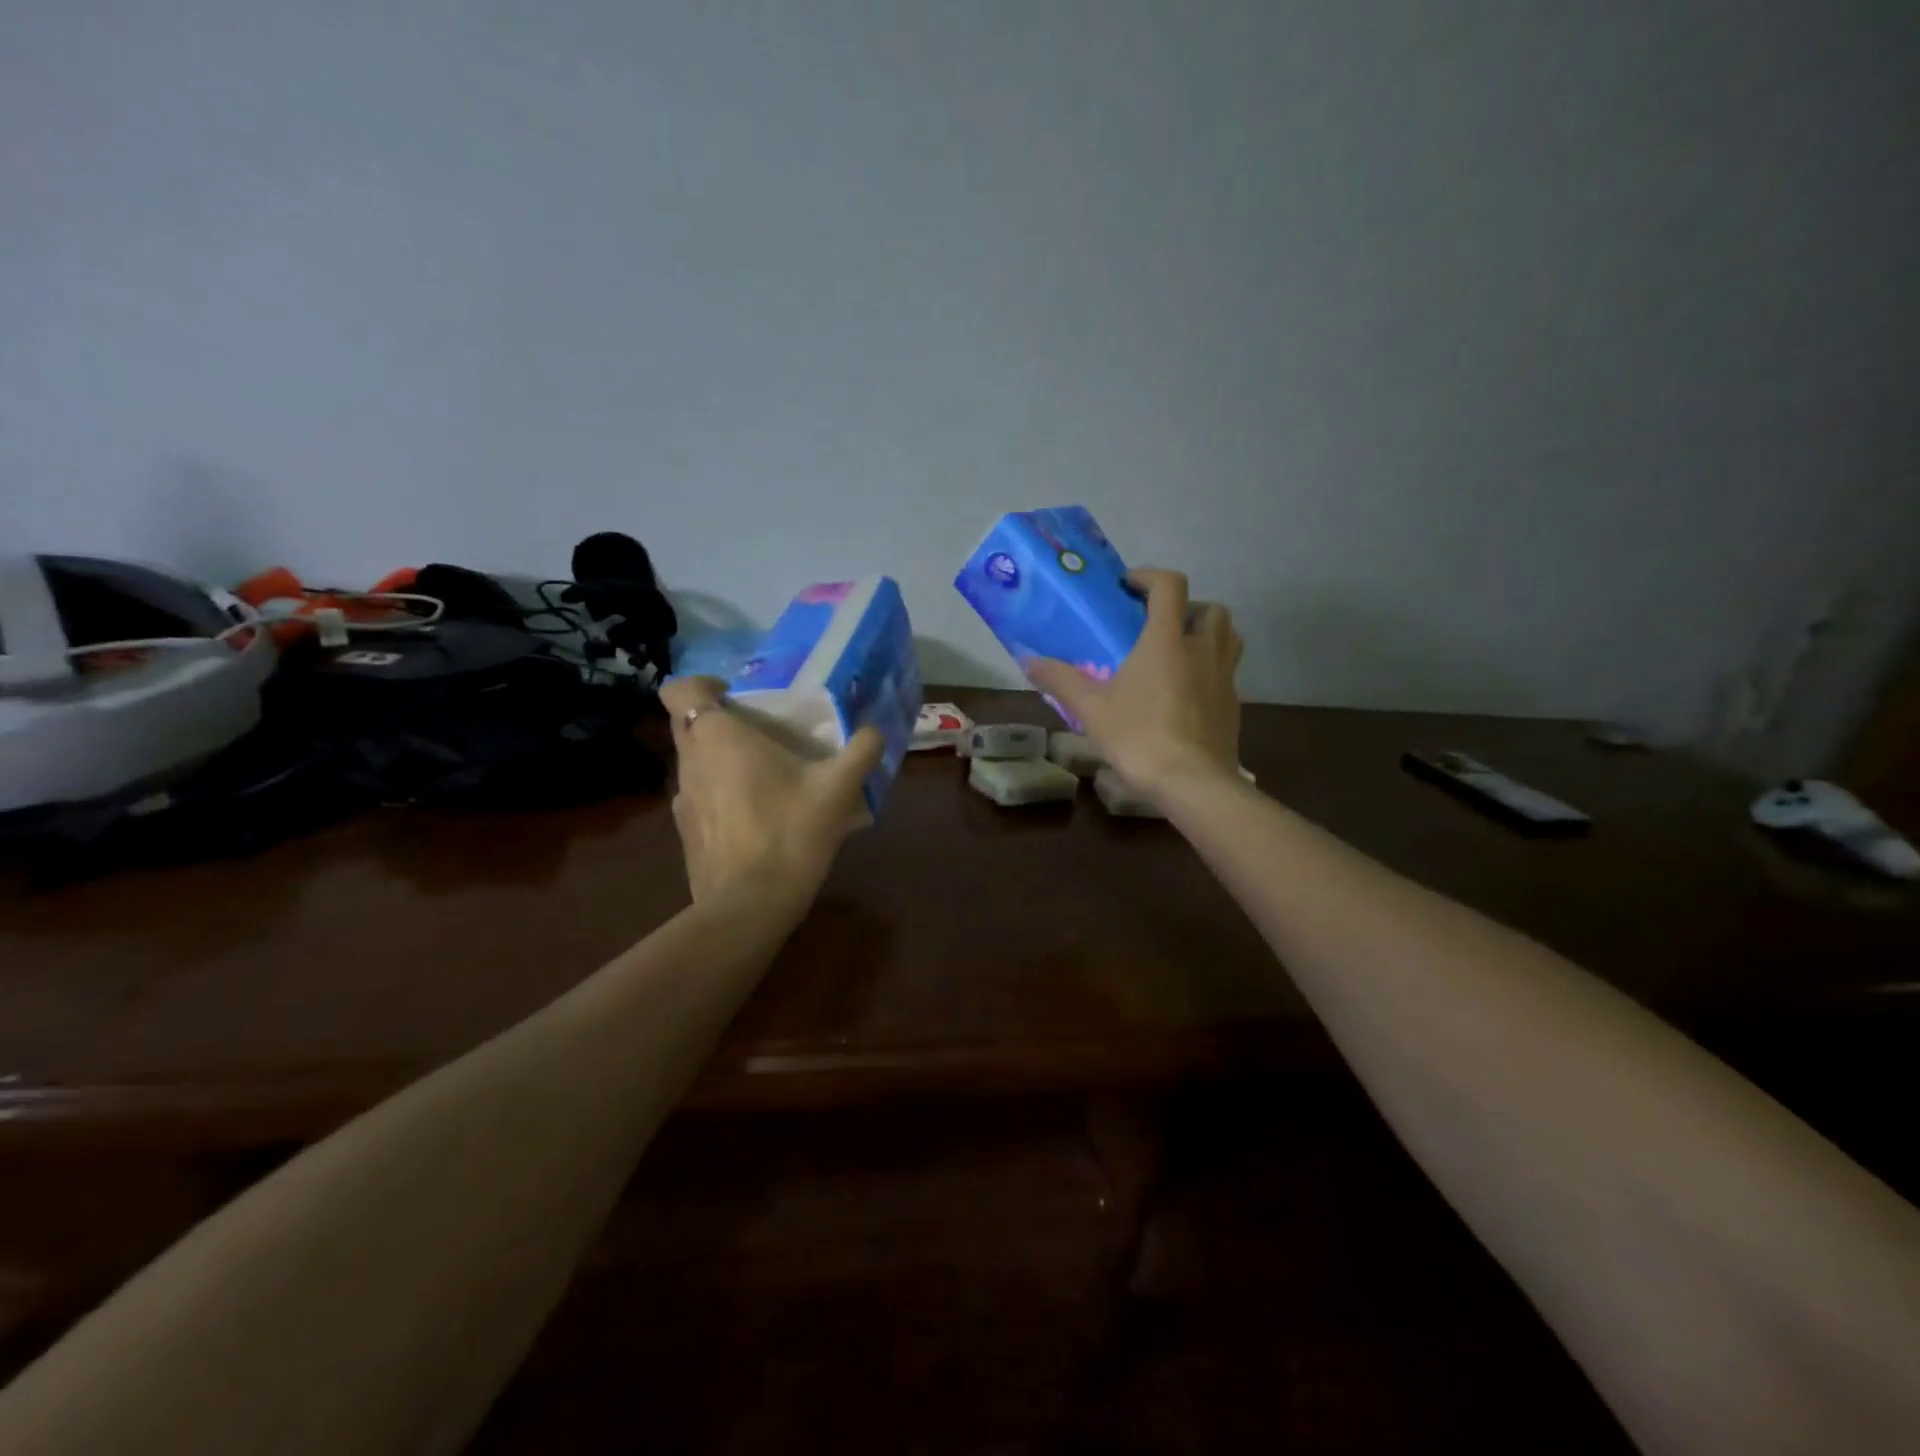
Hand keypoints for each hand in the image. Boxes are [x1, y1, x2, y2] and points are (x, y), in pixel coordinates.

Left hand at [660, 676, 883, 905]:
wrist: (750, 906)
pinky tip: (753, 816)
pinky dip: (718, 795)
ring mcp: (681, 800)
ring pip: (693, 762)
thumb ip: (861, 750)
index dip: (703, 685)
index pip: (681, 690)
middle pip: (687, 724)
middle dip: (717, 720)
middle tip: (761, 732)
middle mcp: (689, 762)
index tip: (737, 697)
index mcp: (717, 737)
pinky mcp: (684, 833)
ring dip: (719, 759)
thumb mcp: (840, 789)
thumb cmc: (791, 833)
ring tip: (763, 776)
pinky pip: (698, 797)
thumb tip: (875, 730)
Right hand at [1026, 569, 1242, 800]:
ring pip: (1228, 637)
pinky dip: (1210, 670)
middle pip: (1210, 608)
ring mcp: (1224, 678)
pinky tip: (1187, 694)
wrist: (1192, 782)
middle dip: (1187, 607)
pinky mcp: (1234, 706)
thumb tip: (1029, 661)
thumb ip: (1061, 680)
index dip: (1149, 577)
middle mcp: (1203, 650)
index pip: (1169, 586)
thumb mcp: (1091, 709)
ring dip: (1206, 634)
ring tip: (1179, 653)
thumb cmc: (1139, 736)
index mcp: (1167, 640)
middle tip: (1159, 625)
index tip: (1128, 586)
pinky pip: (1227, 673)